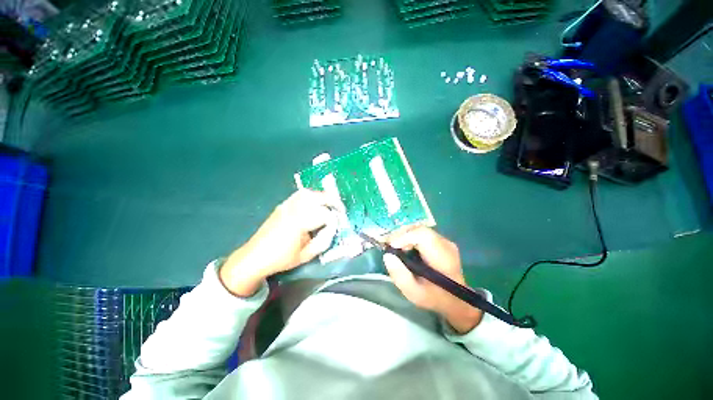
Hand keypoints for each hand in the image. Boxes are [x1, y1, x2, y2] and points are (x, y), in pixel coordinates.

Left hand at [220, 190, 341, 296]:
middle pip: (317, 197)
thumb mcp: (305, 256)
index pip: (324, 214)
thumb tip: (333, 230)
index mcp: (299, 223)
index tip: (340, 224)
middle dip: (332, 201)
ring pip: (308, 193)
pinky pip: (300, 195)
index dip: (335, 219)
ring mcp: (286, 205)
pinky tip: (315, 203)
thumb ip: (323, 242)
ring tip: (329, 204)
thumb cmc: (281, 259)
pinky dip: (311, 196)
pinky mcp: (283, 205)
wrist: (254, 257)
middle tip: (340, 209)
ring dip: (322, 196)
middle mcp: (293, 210)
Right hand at [383, 227, 482, 333]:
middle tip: (390, 247)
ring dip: (404, 235)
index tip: (392, 247)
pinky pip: (421, 232)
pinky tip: (404, 247)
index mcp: (443, 257)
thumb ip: (399, 276)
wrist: (454, 299)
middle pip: (419, 229)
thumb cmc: (434, 297)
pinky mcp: (440, 240)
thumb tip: (387, 255)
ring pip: (419, 229)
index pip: (423, 235)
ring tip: (395, 247)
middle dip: (401, 235)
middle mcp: (445, 244)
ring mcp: (444, 240)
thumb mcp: (414, 293)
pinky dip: (409, 236)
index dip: (405, 237)